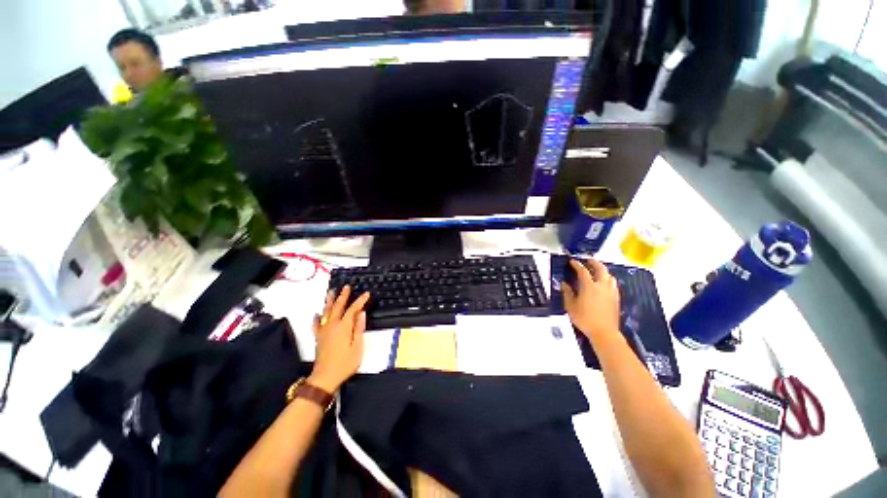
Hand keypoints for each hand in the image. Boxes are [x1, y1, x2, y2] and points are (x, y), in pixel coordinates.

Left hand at [309, 286, 369, 392]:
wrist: (325, 377)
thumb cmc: (345, 363)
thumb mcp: (357, 346)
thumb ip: (359, 329)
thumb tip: (361, 313)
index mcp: (343, 327)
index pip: (353, 309)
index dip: (360, 301)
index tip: (366, 294)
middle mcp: (332, 325)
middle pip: (338, 307)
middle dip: (343, 296)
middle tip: (346, 287)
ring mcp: (324, 331)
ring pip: (326, 312)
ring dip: (329, 301)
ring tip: (331, 292)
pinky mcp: (318, 337)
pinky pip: (317, 324)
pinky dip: (317, 317)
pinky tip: (317, 314)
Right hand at [562, 259, 620, 340]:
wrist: (604, 332)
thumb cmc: (585, 319)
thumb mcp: (571, 306)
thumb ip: (567, 293)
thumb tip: (564, 284)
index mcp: (589, 286)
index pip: (583, 271)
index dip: (577, 265)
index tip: (572, 261)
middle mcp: (602, 286)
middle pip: (601, 269)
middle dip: (594, 263)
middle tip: (589, 261)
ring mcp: (611, 292)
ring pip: (610, 276)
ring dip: (603, 271)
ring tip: (597, 272)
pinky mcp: (616, 298)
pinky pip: (613, 284)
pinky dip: (608, 280)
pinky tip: (604, 284)